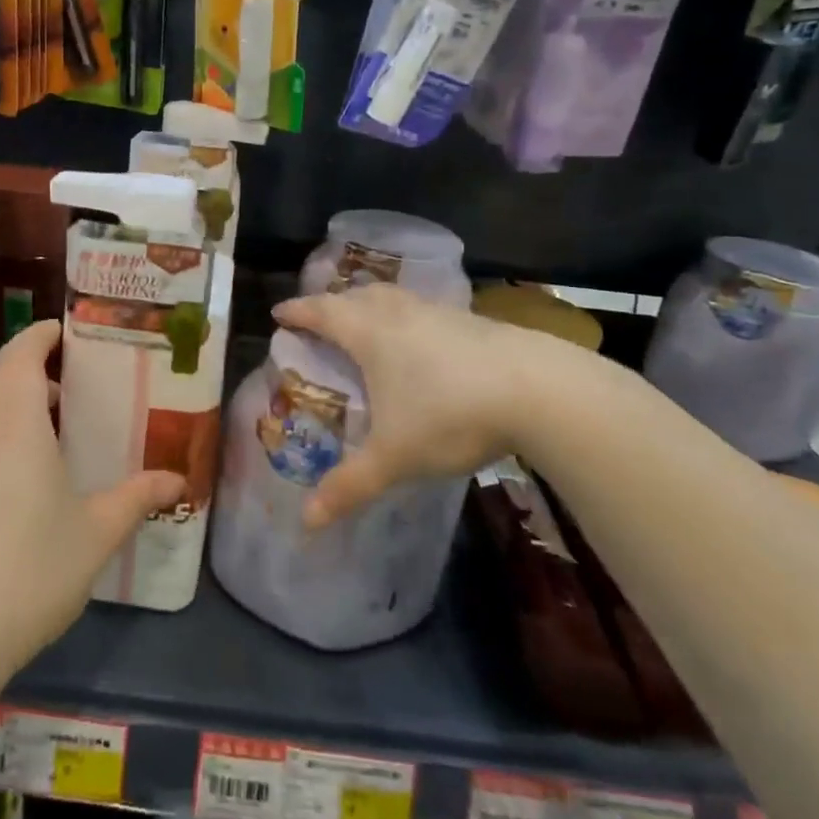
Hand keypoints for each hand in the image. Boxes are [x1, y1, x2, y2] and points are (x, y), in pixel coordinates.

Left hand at [0, 320, 185, 682]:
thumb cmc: (30, 573)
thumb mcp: (96, 535)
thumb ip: (137, 498)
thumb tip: (179, 479)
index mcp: (14, 429)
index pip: (18, 355)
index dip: (37, 335)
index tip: (60, 332)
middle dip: (21, 375)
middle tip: (58, 399)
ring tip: (34, 450)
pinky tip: (0, 501)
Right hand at [273, 283, 541, 528]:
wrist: (539, 390)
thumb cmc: (450, 414)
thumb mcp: (394, 457)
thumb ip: (349, 486)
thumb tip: (307, 522)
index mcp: (371, 334)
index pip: (322, 312)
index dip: (298, 311)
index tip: (279, 313)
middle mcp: (400, 314)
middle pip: (358, 296)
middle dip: (334, 304)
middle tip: (321, 319)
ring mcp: (440, 314)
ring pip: (395, 299)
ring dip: (373, 305)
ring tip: (368, 324)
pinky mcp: (474, 323)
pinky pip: (426, 312)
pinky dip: (409, 319)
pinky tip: (423, 344)